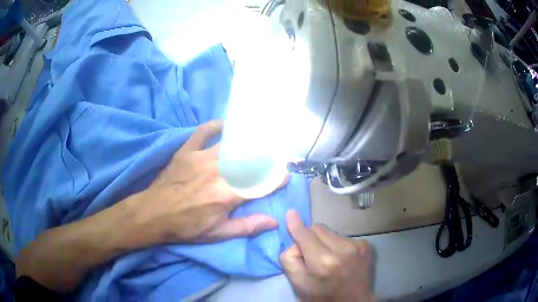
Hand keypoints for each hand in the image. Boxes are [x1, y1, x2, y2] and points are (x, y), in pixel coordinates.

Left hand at [128, 120, 288, 244]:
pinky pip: (203, 131)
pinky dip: (215, 126)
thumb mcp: (217, 233)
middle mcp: (218, 172)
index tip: (285, 175)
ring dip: (246, 141)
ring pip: (230, 144)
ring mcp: (201, 158)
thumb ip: (246, 226)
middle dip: (265, 157)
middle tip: (273, 157)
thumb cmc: (186, 226)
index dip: (276, 179)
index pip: (260, 184)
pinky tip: (224, 126)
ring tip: (256, 139)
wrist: (154, 213)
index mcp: (227, 195)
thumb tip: (273, 221)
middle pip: (249, 159)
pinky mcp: (187, 151)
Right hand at [280, 210, 374, 301]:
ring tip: (328, 259)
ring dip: (324, 241)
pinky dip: (337, 245)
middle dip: (310, 237)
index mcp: (323, 262)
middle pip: (318, 228)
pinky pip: (343, 237)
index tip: (290, 213)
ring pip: (331, 232)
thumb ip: (290, 259)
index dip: (296, 225)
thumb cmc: (322, 297)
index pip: (306, 235)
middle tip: (310, 254)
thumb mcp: (298, 284)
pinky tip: (340, 259)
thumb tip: (294, 240)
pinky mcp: (366, 246)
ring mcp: (357, 246)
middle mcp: (343, 250)